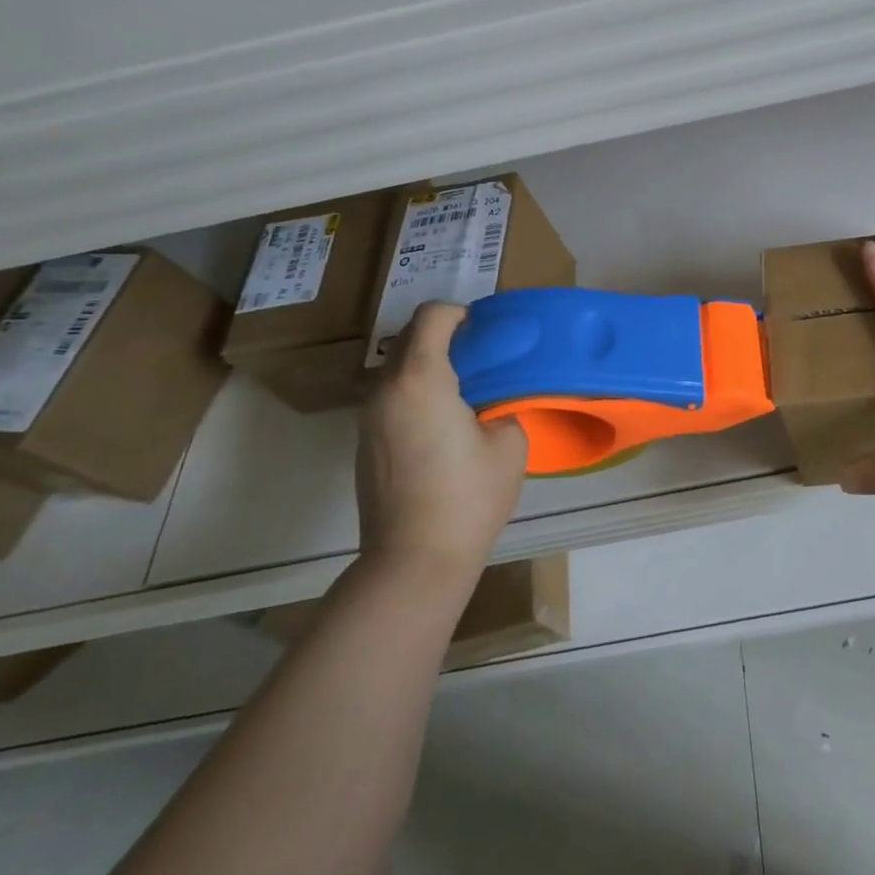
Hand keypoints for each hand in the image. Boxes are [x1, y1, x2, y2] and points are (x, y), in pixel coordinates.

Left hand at [356, 302, 527, 568]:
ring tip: (468, 397)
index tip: (488, 334)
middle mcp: (386, 390)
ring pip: (399, 370)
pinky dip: (418, 396)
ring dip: (432, 369)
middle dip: (448, 339)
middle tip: (485, 362)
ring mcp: (369, 419)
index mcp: (421, 380)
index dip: (462, 313)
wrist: (414, 560)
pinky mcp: (365, 445)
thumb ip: (502, 407)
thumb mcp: (509, 444)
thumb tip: (490, 405)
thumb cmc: (468, 497)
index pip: (432, 316)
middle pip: (411, 339)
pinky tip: (446, 430)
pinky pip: (393, 400)